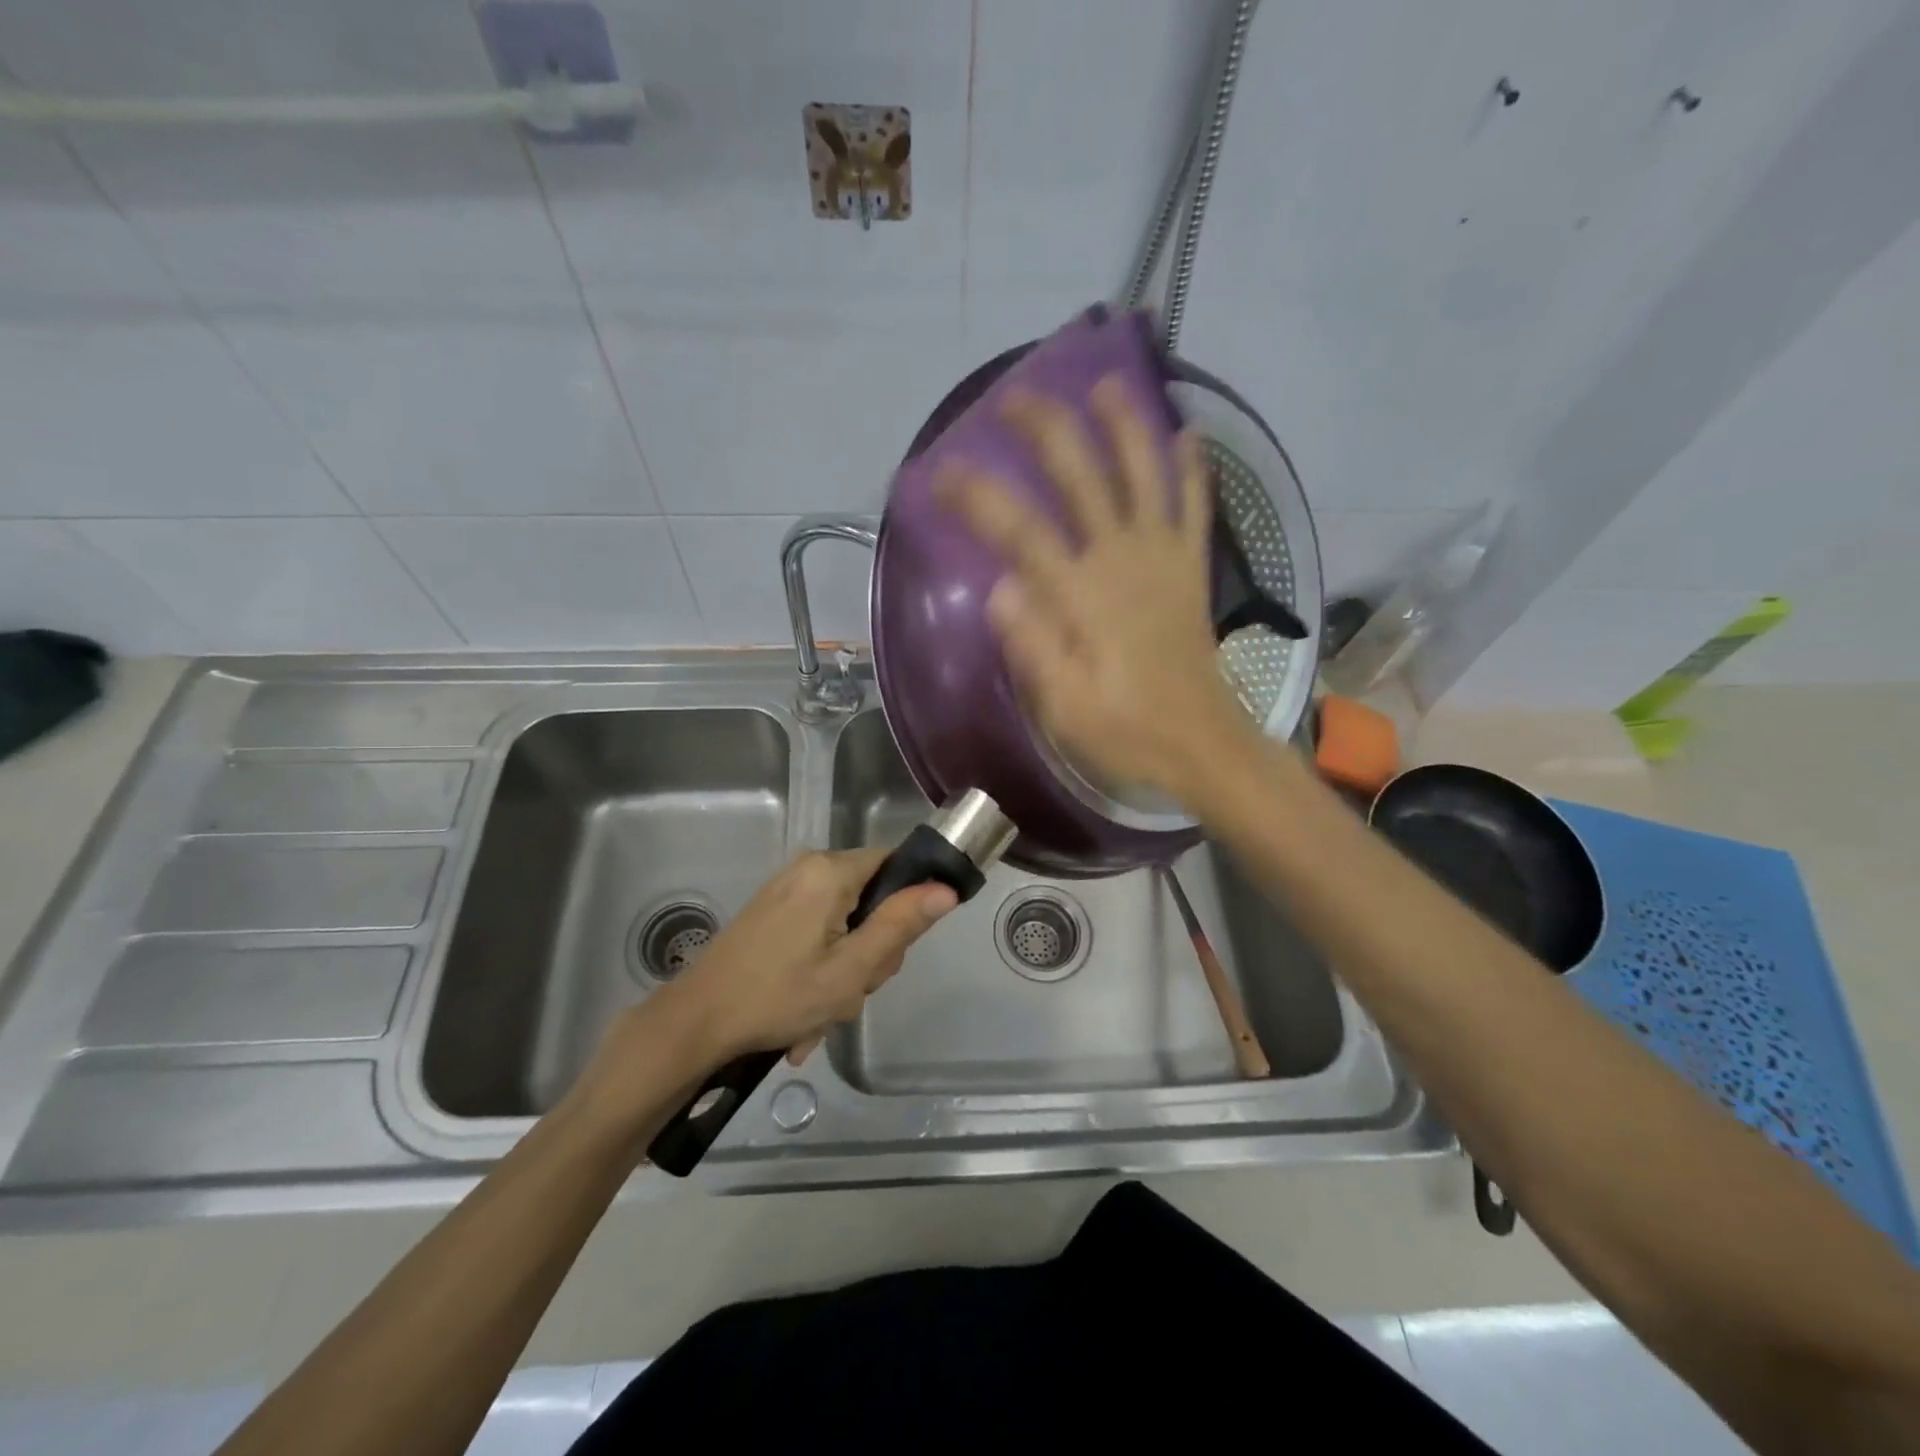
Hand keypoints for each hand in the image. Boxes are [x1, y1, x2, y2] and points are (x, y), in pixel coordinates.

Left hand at [632, 850, 954, 1071]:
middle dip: (869, 949)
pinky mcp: (771, 909)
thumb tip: (946, 889)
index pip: (897, 864)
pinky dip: (819, 967)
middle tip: (851, 989)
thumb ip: (901, 925)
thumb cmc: (779, 996)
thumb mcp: (852, 969)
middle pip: (871, 897)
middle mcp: (809, 867)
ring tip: (822, 1011)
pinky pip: (817, 930)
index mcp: (831, 871)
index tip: (890, 952)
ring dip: (844, 968)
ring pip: (845, 920)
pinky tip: (804, 1008)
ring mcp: (786, 888)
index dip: (906, 906)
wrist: (696, 1021)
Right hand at [938, 374, 1259, 803]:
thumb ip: (1032, 646)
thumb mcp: (1063, 707)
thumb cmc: (1124, 731)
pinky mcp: (1191, 569)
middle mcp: (1121, 560)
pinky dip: (1192, 469)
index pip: (1018, 529)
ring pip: (1144, 474)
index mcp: (1080, 596)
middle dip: (1045, 430)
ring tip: (1105, 384)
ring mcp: (1162, 558)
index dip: (975, 494)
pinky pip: (1195, 507)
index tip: (938, 473)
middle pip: (1080, 477)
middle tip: (1013, 398)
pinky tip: (1188, 433)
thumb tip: (1000, 587)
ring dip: (1124, 424)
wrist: (1201, 744)